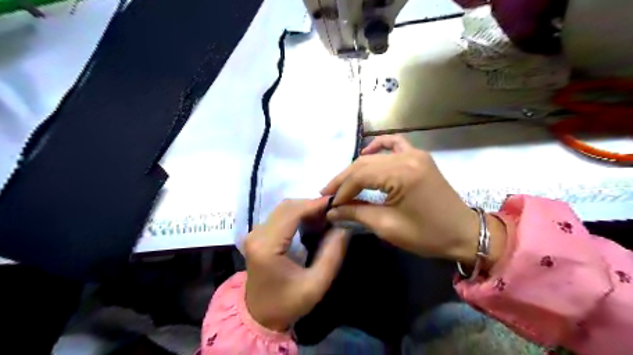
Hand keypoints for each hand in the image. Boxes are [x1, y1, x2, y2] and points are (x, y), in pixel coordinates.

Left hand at [244, 199, 347, 331]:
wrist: (259, 317)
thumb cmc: (287, 304)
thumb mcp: (316, 285)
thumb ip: (332, 255)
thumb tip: (344, 227)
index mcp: (267, 246)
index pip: (292, 212)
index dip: (315, 204)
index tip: (336, 203)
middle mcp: (257, 234)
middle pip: (287, 206)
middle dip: (312, 205)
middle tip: (333, 213)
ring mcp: (255, 233)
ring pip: (283, 208)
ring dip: (305, 209)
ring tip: (325, 218)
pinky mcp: (258, 235)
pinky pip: (280, 216)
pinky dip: (298, 215)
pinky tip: (311, 223)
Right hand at [322, 135, 505, 265]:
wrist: (463, 233)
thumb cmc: (427, 235)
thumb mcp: (387, 226)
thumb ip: (356, 213)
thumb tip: (332, 211)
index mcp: (402, 174)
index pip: (360, 176)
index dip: (341, 190)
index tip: (329, 204)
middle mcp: (408, 157)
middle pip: (364, 163)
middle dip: (344, 179)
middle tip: (329, 193)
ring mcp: (415, 153)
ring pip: (375, 156)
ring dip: (356, 168)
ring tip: (343, 182)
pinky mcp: (419, 157)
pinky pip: (395, 144)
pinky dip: (378, 147)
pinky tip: (367, 153)